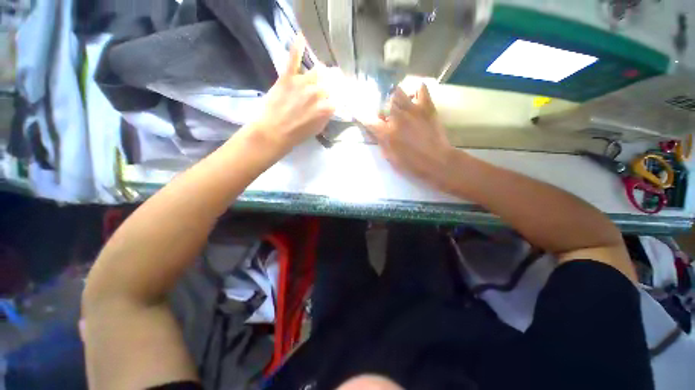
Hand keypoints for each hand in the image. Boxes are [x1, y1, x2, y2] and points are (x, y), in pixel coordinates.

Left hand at [251, 35, 334, 151]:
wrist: (274, 132)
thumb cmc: (297, 135)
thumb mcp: (318, 129)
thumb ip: (326, 115)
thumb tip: (329, 105)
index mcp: (326, 108)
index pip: (336, 99)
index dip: (331, 101)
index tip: (329, 103)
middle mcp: (318, 92)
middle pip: (327, 85)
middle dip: (324, 90)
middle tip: (318, 95)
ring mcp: (303, 83)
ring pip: (316, 72)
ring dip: (317, 76)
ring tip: (314, 78)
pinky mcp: (288, 77)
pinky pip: (294, 58)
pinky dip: (297, 47)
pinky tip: (301, 37)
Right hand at [362, 85, 462, 190]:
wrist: (436, 162)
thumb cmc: (411, 165)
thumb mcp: (389, 158)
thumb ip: (381, 142)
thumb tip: (374, 131)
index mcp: (386, 133)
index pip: (367, 119)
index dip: (359, 114)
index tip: (356, 111)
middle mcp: (396, 117)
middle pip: (382, 101)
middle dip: (380, 107)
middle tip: (385, 114)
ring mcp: (412, 109)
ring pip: (397, 91)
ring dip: (394, 98)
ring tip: (398, 105)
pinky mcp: (427, 106)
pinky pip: (420, 89)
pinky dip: (416, 91)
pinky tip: (414, 99)